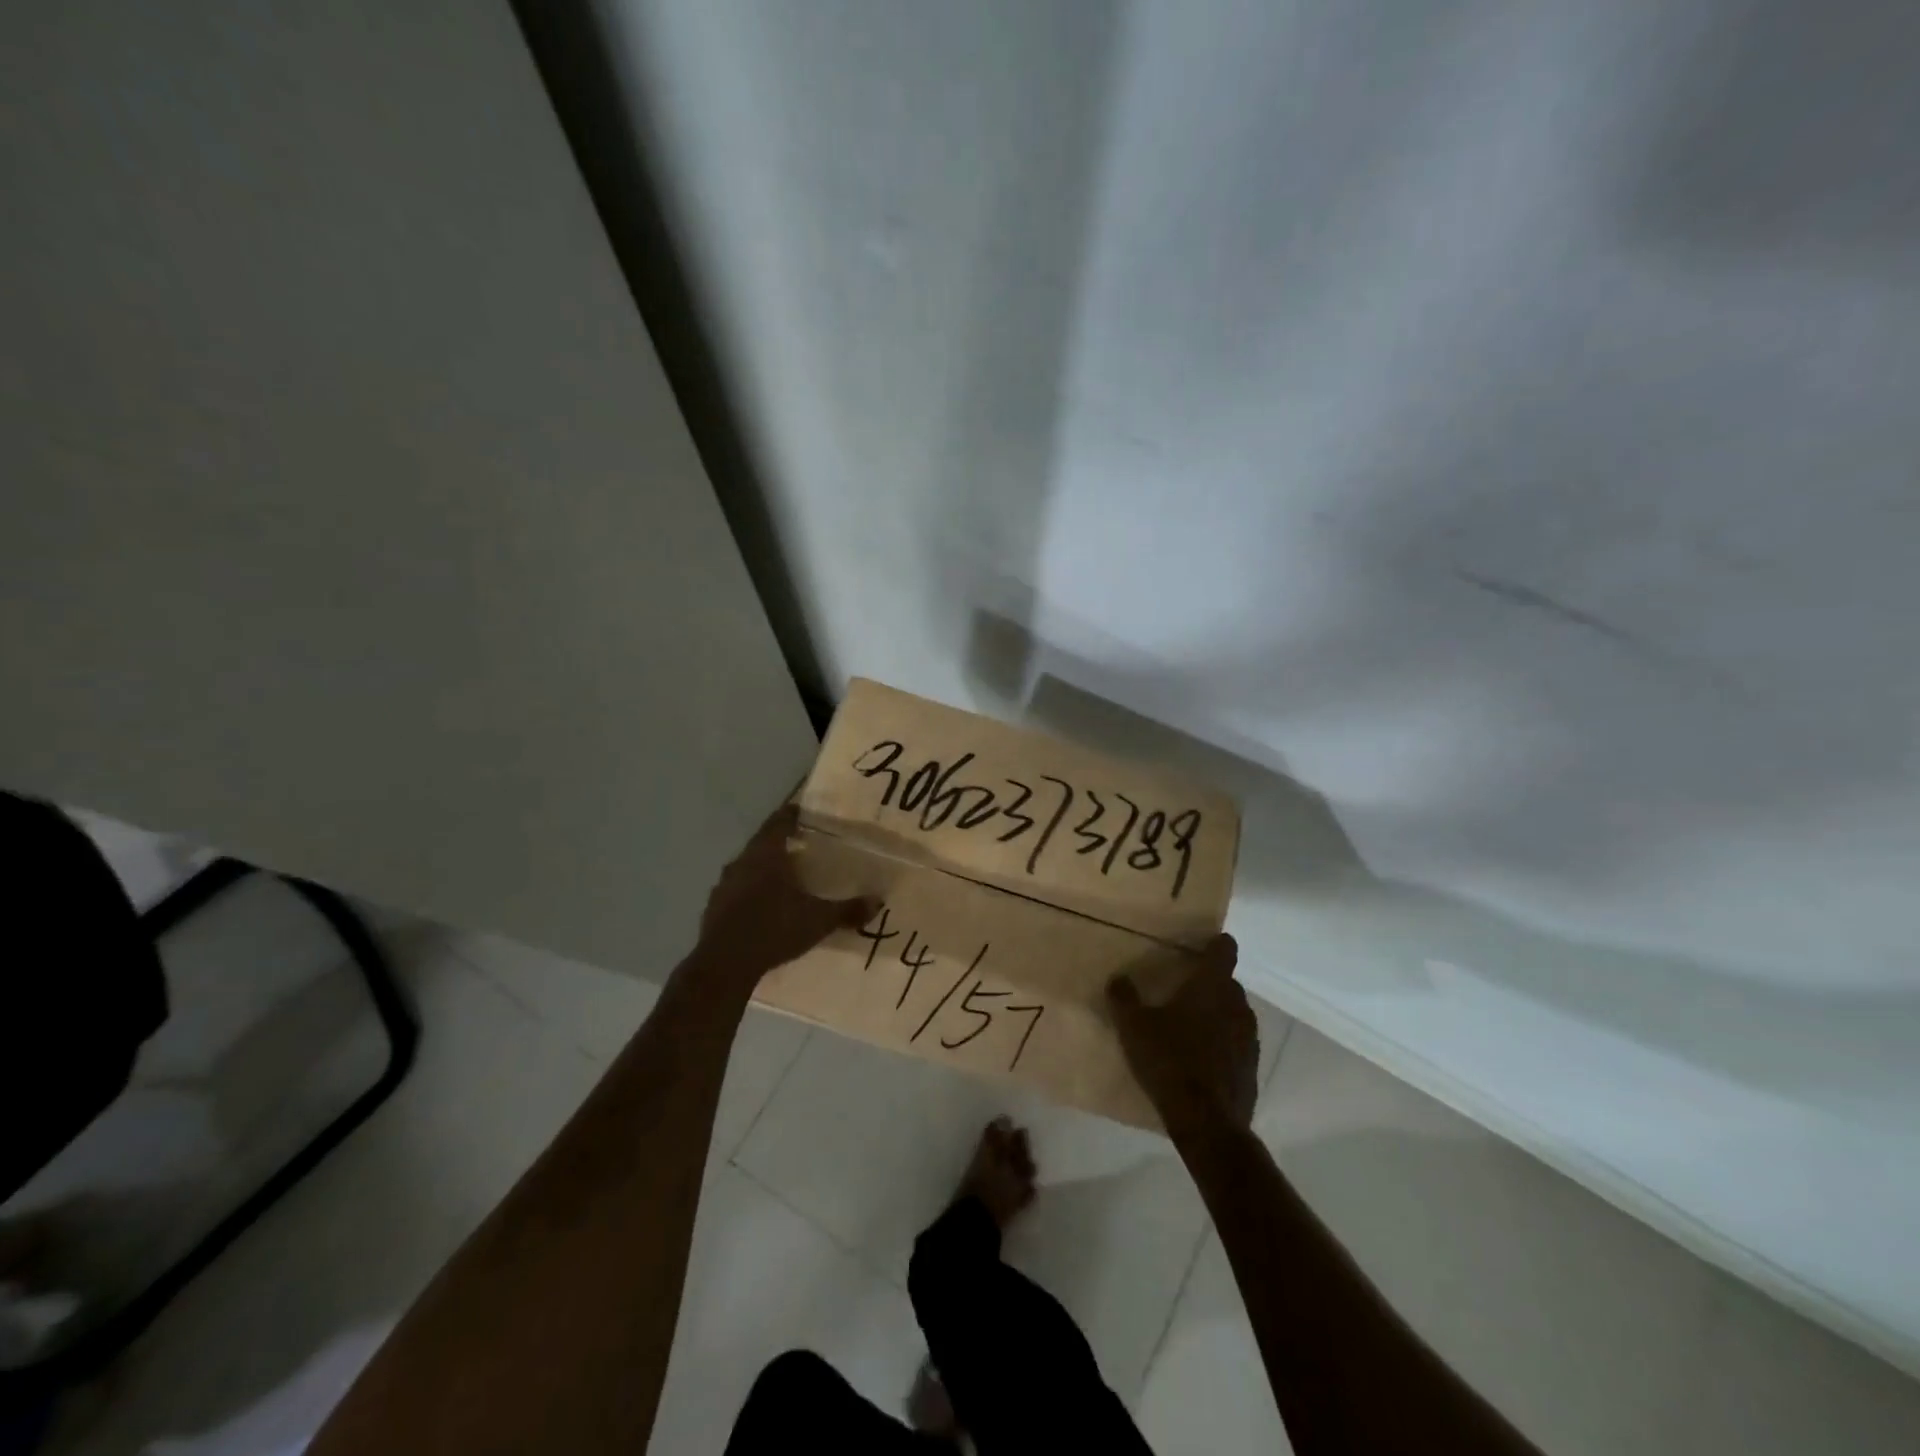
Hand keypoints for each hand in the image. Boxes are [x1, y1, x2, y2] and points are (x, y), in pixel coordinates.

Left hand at [696, 803, 873, 981]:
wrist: (723, 964)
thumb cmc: (774, 929)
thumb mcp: (818, 920)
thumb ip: (847, 910)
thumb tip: (878, 900)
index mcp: (767, 854)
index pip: (779, 822)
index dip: (791, 814)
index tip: (802, 811)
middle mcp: (742, 862)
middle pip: (762, 843)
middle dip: (781, 843)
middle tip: (801, 845)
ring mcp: (724, 885)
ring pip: (747, 867)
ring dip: (764, 868)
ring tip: (784, 877)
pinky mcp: (714, 908)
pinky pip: (736, 891)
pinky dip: (751, 892)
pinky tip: (763, 907)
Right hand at [1109, 934, 1258, 1132]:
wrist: (1207, 1122)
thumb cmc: (1170, 1061)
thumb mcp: (1134, 1027)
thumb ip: (1124, 998)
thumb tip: (1118, 978)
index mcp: (1211, 987)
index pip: (1224, 950)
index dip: (1216, 944)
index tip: (1203, 944)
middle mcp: (1237, 1006)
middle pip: (1228, 983)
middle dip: (1209, 983)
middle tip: (1183, 989)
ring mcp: (1249, 1039)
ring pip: (1234, 1014)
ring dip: (1217, 1015)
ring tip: (1190, 1026)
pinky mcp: (1251, 1068)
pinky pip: (1237, 1044)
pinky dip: (1222, 1044)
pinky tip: (1201, 1059)